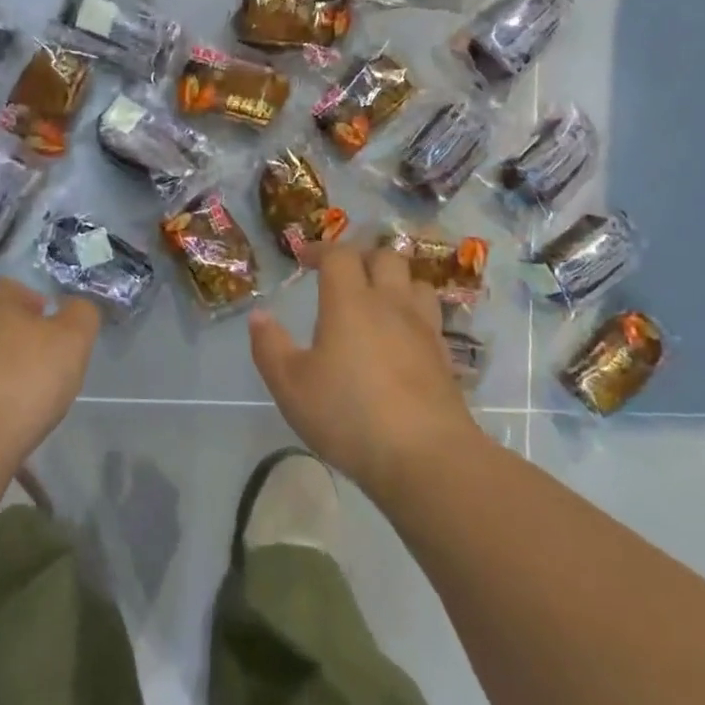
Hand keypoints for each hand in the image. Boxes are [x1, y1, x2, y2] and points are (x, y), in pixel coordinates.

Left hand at [0, 278, 98, 472]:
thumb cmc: (26, 379)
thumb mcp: (73, 339)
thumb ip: (81, 316)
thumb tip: (76, 309)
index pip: (3, 286)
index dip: (28, 297)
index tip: (48, 319)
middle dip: (21, 339)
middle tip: (49, 360)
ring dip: (7, 372)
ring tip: (34, 395)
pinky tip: (13, 419)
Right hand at [249, 246, 485, 498]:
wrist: (425, 455)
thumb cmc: (348, 414)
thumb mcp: (291, 386)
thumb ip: (270, 346)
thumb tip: (259, 315)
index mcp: (350, 301)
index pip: (340, 254)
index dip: (321, 249)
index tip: (304, 259)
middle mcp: (390, 303)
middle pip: (385, 256)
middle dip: (362, 256)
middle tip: (343, 275)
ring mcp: (423, 328)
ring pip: (416, 282)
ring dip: (395, 281)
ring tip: (378, 300)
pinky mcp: (444, 356)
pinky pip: (431, 317)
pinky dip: (414, 314)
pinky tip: (402, 338)